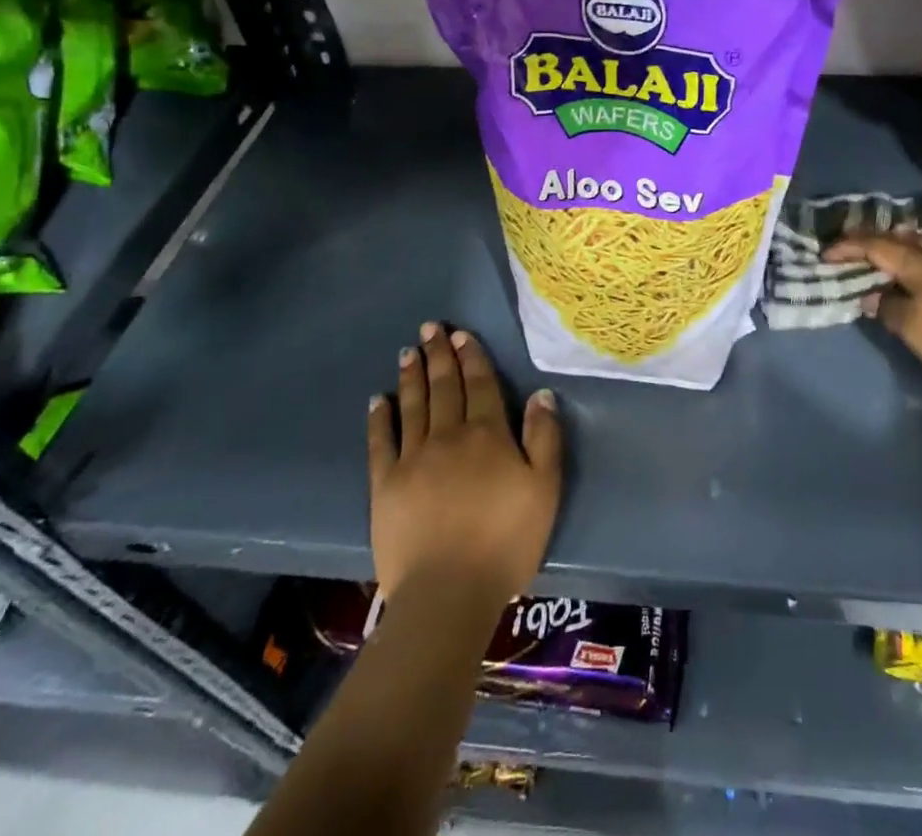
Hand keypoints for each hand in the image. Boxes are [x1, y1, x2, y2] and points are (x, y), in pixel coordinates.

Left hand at [367, 324, 561, 608]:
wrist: (448, 593)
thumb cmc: (505, 541)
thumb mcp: (544, 488)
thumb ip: (544, 437)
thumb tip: (541, 394)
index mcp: (487, 434)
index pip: (480, 384)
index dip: (471, 357)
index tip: (461, 334)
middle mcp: (448, 436)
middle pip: (444, 386)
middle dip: (438, 355)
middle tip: (429, 328)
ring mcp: (413, 459)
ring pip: (413, 406)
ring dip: (412, 376)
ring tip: (409, 352)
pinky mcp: (385, 485)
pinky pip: (381, 442)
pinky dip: (379, 418)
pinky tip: (377, 400)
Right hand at [823, 230, 921, 398]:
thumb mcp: (912, 329)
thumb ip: (888, 307)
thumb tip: (873, 296)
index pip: (878, 248)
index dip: (850, 248)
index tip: (828, 253)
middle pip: (908, 240)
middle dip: (880, 239)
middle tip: (859, 243)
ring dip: (915, 243)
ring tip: (901, 243)